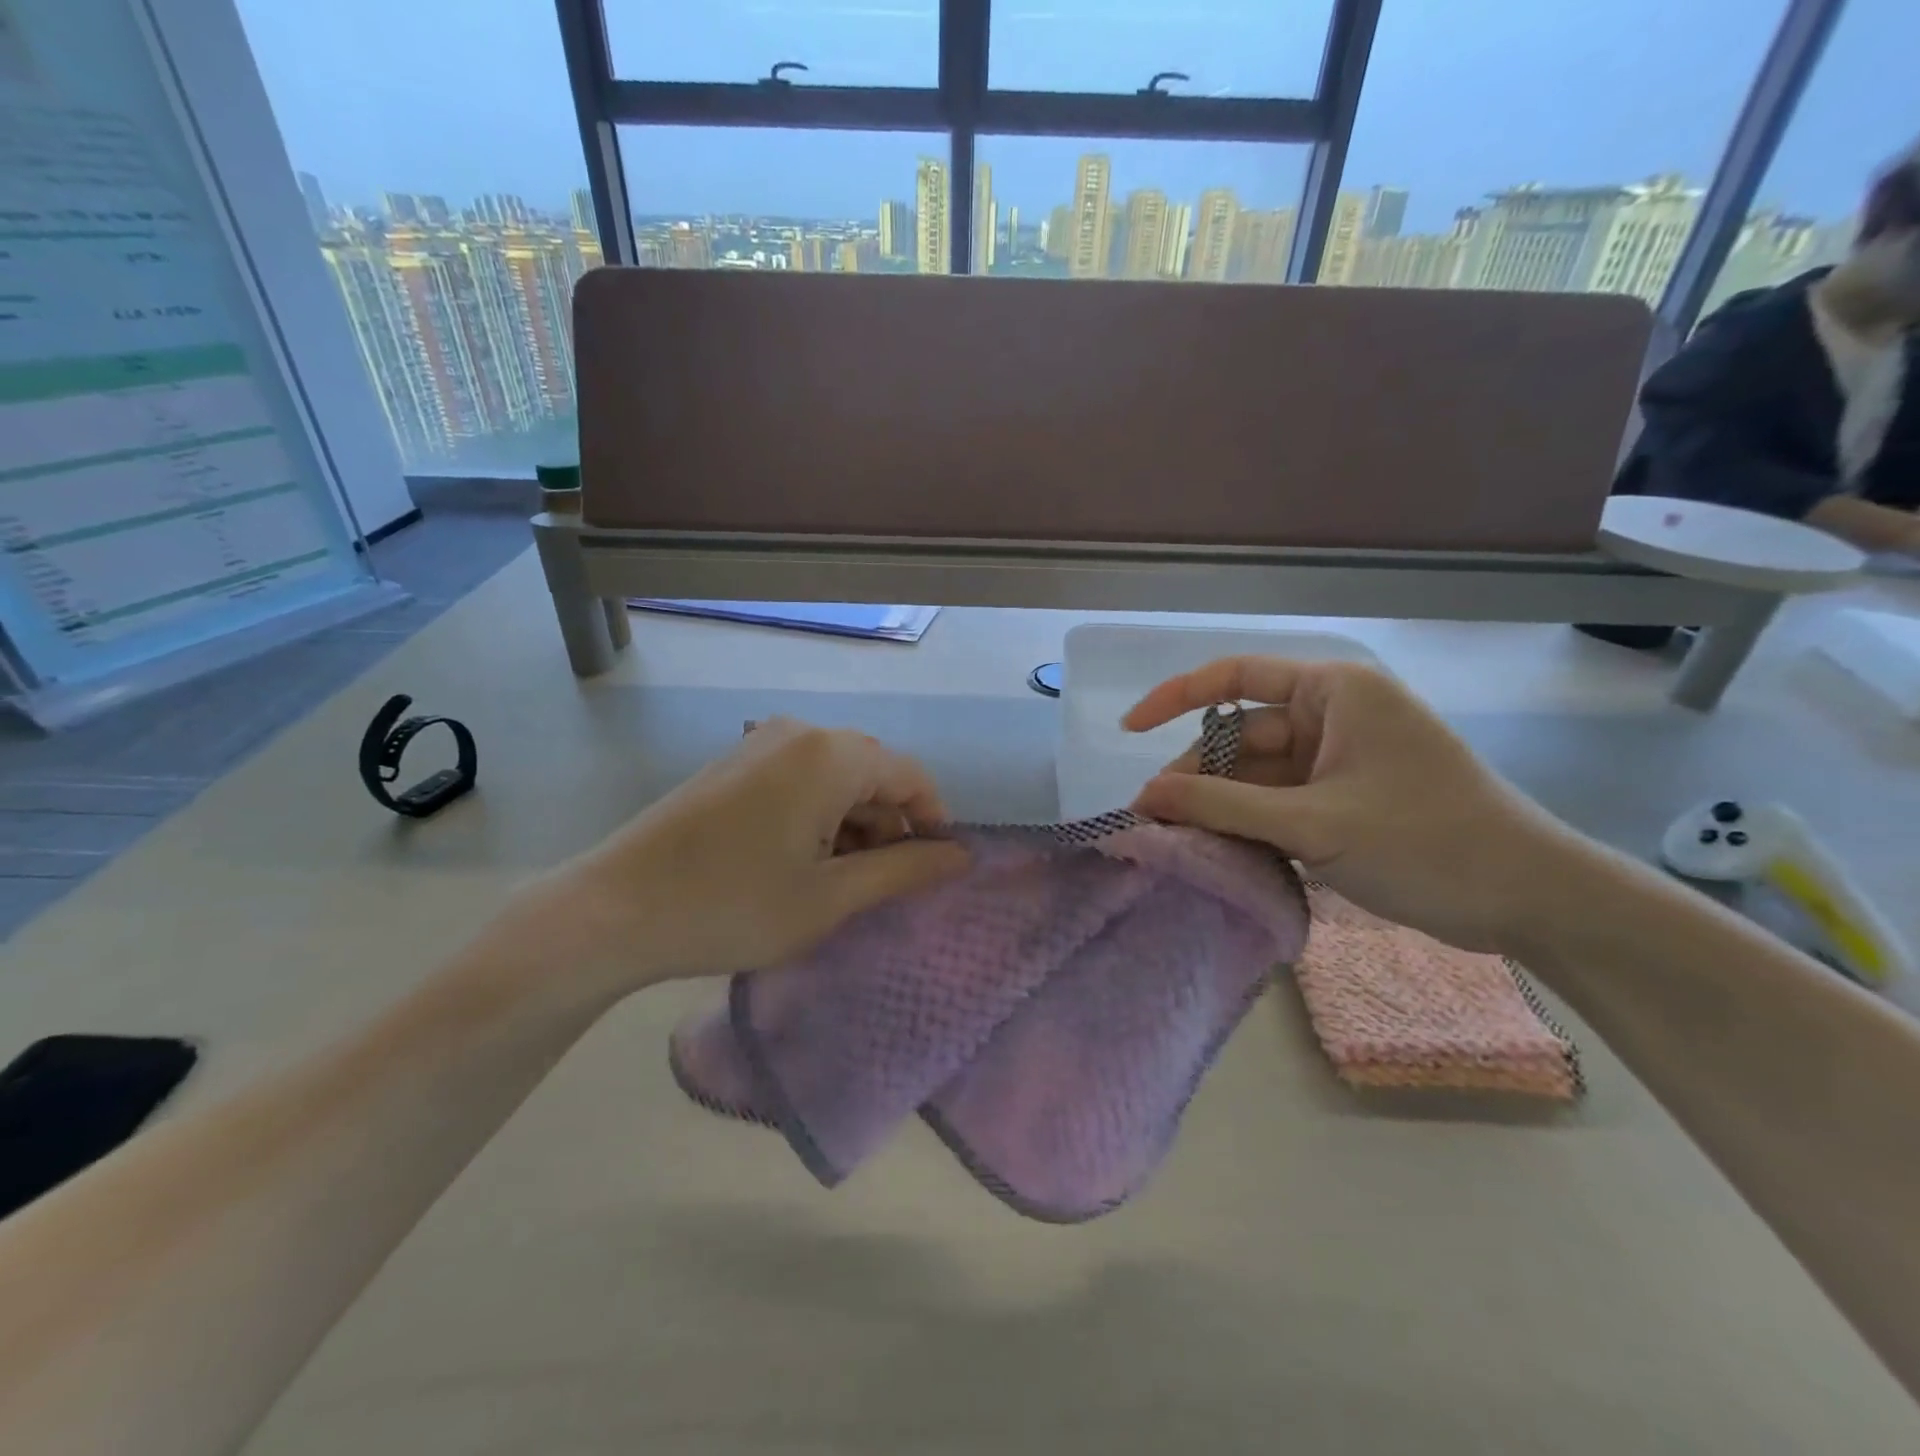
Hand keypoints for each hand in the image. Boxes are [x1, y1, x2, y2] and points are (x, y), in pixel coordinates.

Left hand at [518, 719, 968, 1000]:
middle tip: (880, 888)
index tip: (934, 872)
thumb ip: (904, 870)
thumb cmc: (733, 907)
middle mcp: (798, 734)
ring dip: (852, 827)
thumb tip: (961, 856)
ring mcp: (760, 745)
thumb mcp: (830, 897)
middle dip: (889, 828)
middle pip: (872, 774)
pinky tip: (800, 865)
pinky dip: (818, 818)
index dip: (932, 823)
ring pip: (836, 779)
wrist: (613, 912)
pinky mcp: (734, 765)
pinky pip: (799, 781)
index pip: (910, 776)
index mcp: (829, 755)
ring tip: (838, 885)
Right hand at [1126, 658, 1576, 953]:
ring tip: (1176, 841)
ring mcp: (1338, 761)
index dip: (1174, 697)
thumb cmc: (1427, 841)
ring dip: (1220, 806)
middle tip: (1152, 818)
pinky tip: (1217, 851)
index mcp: (1333, 692)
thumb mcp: (1314, 823)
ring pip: (1256, 776)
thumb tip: (1142, 795)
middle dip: (1196, 774)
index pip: (1235, 677)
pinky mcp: (1343, 801)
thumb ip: (1222, 806)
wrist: (1530, 900)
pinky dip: (1248, 825)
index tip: (1129, 732)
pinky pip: (1278, 803)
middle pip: (1241, 736)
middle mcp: (1332, 716)